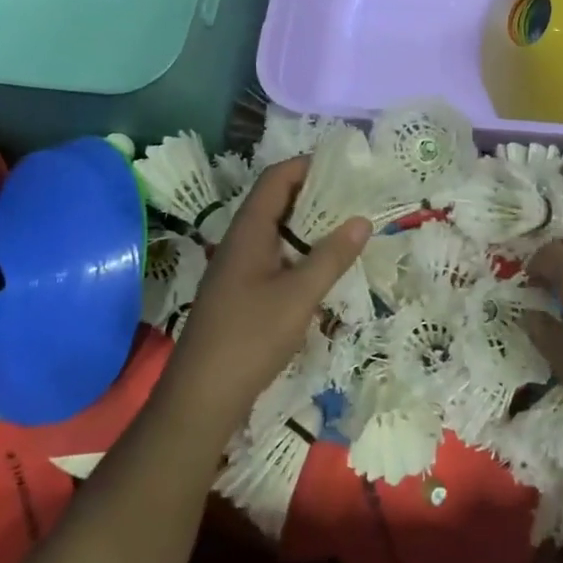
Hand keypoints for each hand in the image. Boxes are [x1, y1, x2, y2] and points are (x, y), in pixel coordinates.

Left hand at [161, 157, 369, 437]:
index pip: (275, 179)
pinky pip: (272, 256)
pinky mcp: (240, 292)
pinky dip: (298, 250)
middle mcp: (239, 242)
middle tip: (353, 195)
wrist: (200, 397)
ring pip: (274, 231)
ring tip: (345, 225)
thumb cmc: (249, 338)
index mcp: (248, 232)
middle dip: (313, 193)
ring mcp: (237, 268)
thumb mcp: (299, 296)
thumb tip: (362, 220)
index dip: (306, 166)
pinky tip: (321, 266)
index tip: (343, 165)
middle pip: (275, 201)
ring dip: (307, 224)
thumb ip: (331, 257)